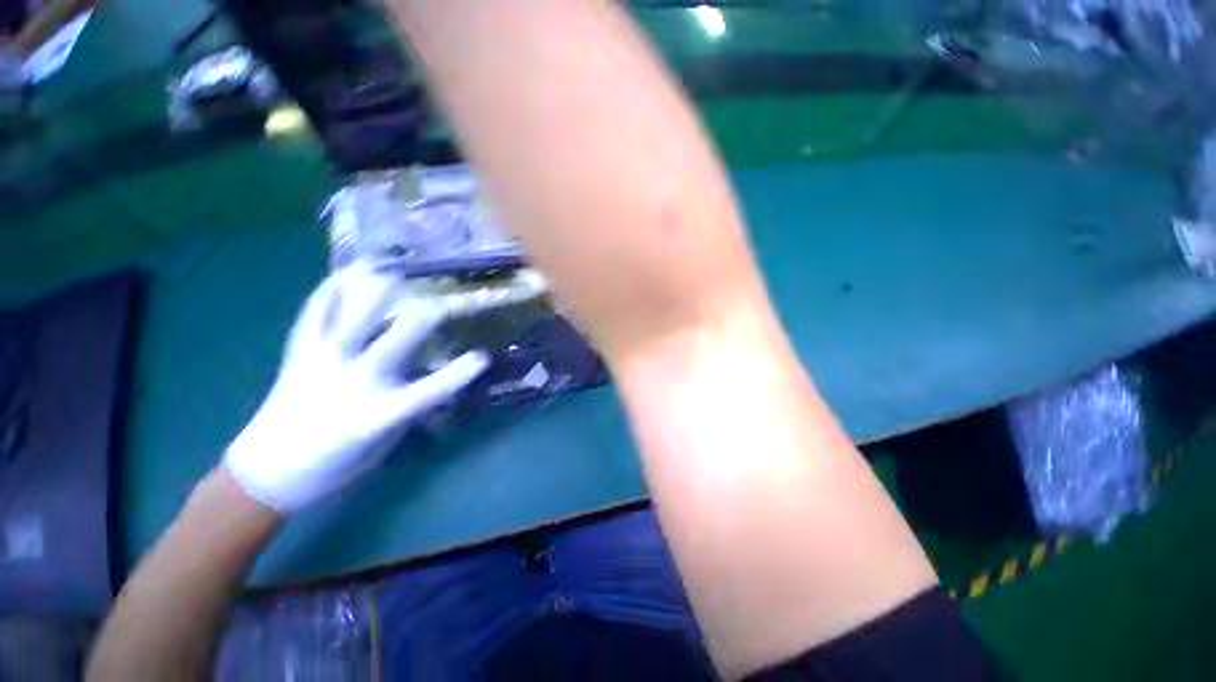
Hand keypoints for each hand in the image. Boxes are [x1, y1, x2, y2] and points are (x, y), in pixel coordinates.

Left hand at [224, 263, 488, 512]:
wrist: (268, 472)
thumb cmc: (334, 464)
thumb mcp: (381, 444)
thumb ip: (407, 409)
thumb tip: (432, 379)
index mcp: (375, 416)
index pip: (427, 394)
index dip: (458, 375)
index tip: (483, 357)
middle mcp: (350, 384)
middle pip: (391, 346)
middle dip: (420, 320)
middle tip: (442, 301)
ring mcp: (320, 364)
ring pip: (348, 322)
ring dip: (370, 292)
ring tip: (387, 265)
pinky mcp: (298, 355)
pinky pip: (313, 317)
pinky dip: (328, 293)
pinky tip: (343, 273)